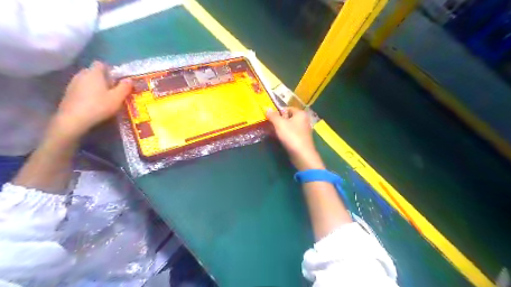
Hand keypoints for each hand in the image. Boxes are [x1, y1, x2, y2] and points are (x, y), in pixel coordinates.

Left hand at [50, 60, 130, 139]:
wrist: (74, 119)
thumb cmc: (99, 106)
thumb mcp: (117, 98)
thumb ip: (124, 87)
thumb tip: (129, 80)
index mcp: (94, 73)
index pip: (101, 64)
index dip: (109, 70)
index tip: (116, 79)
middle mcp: (82, 74)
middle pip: (93, 72)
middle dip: (102, 78)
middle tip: (111, 89)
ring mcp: (72, 84)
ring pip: (86, 80)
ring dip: (94, 86)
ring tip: (103, 97)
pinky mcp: (68, 93)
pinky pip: (80, 88)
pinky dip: (87, 93)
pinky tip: (93, 103)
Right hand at [268, 107, 321, 169]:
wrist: (302, 155)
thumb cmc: (291, 136)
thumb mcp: (280, 124)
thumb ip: (273, 116)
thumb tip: (267, 108)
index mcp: (300, 114)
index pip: (287, 108)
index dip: (278, 112)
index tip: (270, 117)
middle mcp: (304, 120)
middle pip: (288, 117)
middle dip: (278, 121)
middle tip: (269, 125)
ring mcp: (303, 130)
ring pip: (289, 126)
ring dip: (280, 129)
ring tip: (272, 132)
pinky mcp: (301, 139)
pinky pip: (291, 134)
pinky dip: (285, 135)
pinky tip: (279, 139)